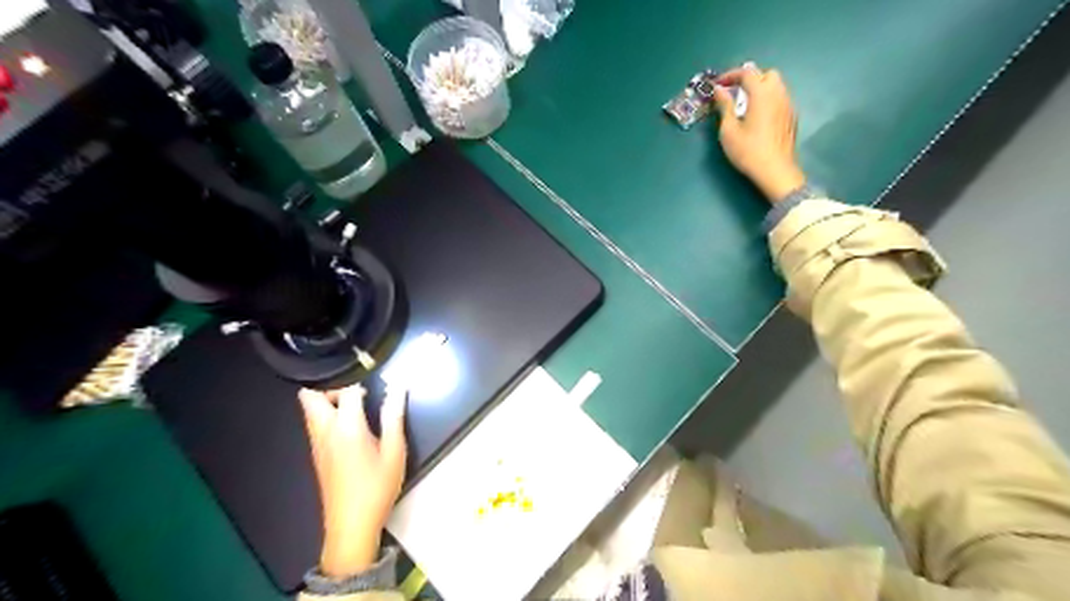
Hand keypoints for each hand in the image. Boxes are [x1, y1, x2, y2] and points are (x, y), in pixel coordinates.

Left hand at [301, 384, 411, 576]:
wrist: (351, 526)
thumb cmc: (377, 487)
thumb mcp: (395, 451)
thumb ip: (394, 415)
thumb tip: (398, 387)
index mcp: (346, 427)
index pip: (345, 389)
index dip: (360, 376)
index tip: (375, 373)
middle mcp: (324, 430)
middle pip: (310, 394)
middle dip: (330, 384)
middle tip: (357, 387)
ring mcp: (317, 443)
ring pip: (309, 408)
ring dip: (327, 398)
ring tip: (357, 403)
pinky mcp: (316, 453)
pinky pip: (315, 422)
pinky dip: (327, 413)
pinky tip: (352, 424)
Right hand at [714, 64, 807, 202]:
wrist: (775, 171)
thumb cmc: (748, 151)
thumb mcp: (729, 130)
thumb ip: (724, 106)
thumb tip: (719, 90)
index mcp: (762, 94)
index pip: (747, 73)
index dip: (730, 75)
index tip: (717, 84)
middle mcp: (778, 93)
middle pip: (766, 74)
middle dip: (750, 79)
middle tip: (735, 93)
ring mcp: (788, 105)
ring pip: (776, 86)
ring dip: (760, 89)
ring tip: (745, 105)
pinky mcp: (791, 117)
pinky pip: (780, 98)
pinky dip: (768, 99)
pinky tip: (758, 117)